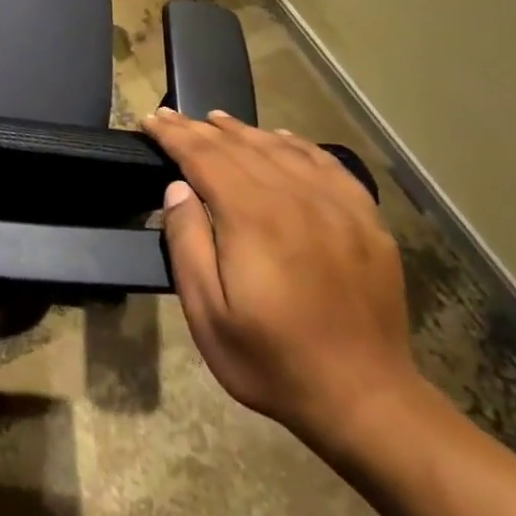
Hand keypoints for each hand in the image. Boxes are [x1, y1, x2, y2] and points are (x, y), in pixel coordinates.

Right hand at [142, 108, 416, 449]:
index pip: (204, 157)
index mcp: (253, 217)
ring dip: (244, 131)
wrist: (365, 400)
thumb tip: (178, 188)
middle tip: (171, 116)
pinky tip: (283, 139)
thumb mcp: (207, 313)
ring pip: (282, 149)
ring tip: (216, 120)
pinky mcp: (366, 222)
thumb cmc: (271, 360)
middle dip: (200, 128)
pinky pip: (328, 166)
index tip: (150, 120)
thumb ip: (187, 243)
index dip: (173, 135)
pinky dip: (298, 145)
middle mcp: (296, 198)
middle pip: (240, 147)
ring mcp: (337, 208)